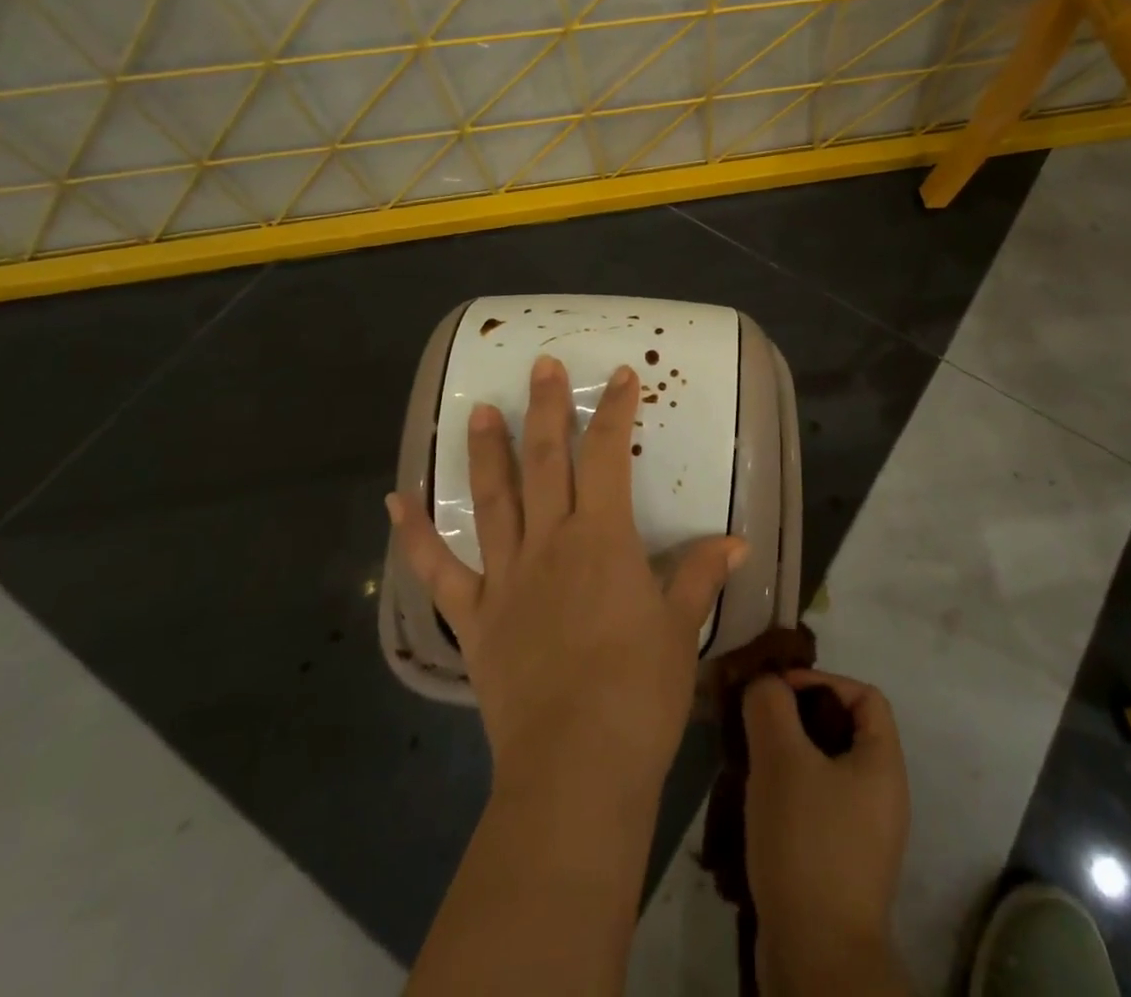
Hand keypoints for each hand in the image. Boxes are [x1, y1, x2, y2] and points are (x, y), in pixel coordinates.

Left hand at [390, 354, 746, 796]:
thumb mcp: (680, 628)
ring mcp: (505, 577)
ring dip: (484, 452)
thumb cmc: (639, 691)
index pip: (609, 457)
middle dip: (546, 409)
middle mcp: (549, 543)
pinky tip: (395, 501)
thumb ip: (699, 575)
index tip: (619, 376)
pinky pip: (438, 571)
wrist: (575, 765)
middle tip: (539, 366)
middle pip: (546, 462)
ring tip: (474, 409)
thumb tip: (735, 540)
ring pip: (492, 500)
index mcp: (602, 539)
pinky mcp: (474, 617)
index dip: (615, 412)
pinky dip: (414, 536)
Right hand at [744, 671, 909, 991]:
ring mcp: (863, 834)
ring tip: (750, 759)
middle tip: (758, 721)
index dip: (823, 681)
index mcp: (883, 763)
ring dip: (787, 756)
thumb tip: (765, 683)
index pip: (864, 695)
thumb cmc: (807, 842)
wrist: (816, 956)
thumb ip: (770, 705)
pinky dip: (788, 793)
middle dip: (798, 717)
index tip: (779, 690)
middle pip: (843, 730)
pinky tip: (755, 802)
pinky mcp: (840, 864)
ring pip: (824, 769)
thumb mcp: (781, 758)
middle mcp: (882, 795)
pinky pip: (816, 806)